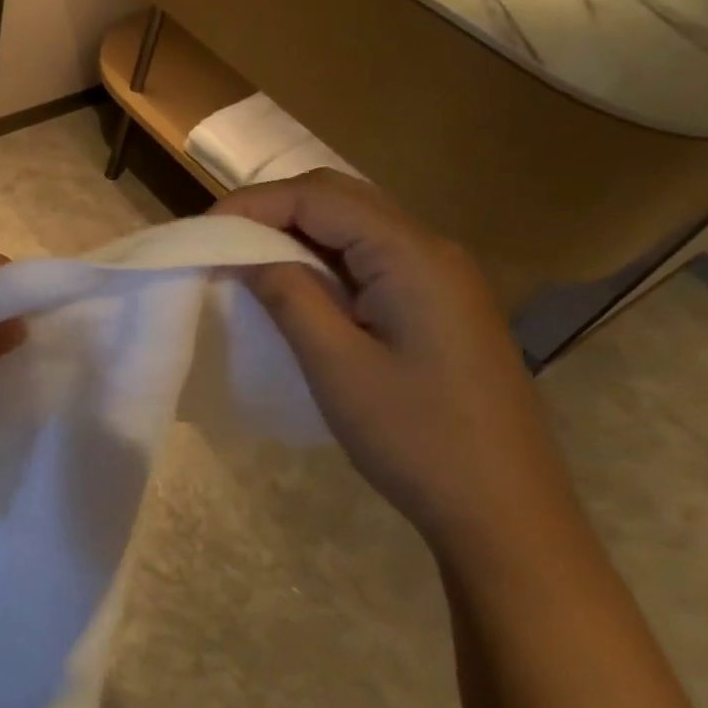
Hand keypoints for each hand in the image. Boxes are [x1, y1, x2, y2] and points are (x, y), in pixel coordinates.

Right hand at [214, 172, 578, 560]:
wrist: (504, 509)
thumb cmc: (416, 438)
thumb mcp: (337, 366)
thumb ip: (290, 295)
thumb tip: (245, 254)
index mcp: (412, 255)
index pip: (319, 198)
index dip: (254, 204)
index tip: (203, 231)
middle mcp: (432, 249)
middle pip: (340, 199)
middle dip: (273, 210)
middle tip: (219, 242)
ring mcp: (441, 276)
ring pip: (356, 227)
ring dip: (297, 234)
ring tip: (245, 261)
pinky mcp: (439, 304)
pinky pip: (371, 259)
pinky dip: (324, 260)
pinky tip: (296, 287)